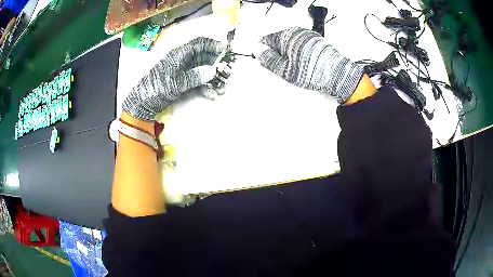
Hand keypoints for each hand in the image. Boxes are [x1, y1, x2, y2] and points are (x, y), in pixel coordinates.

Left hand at [123, 37, 226, 120]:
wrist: (141, 104)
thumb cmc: (156, 89)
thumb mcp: (175, 82)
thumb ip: (194, 76)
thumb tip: (212, 71)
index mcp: (179, 55)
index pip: (199, 44)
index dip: (213, 45)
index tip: (226, 50)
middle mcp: (182, 61)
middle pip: (203, 57)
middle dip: (216, 65)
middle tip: (227, 73)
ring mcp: (182, 73)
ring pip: (201, 71)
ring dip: (212, 79)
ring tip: (222, 88)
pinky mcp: (181, 84)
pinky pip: (196, 82)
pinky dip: (205, 88)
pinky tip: (212, 94)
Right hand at [258, 27, 364, 102]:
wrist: (339, 76)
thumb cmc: (314, 72)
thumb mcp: (285, 70)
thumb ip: (269, 60)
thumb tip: (258, 52)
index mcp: (287, 35)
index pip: (266, 40)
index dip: (264, 53)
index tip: (267, 63)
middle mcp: (298, 32)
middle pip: (278, 42)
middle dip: (278, 55)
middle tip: (285, 69)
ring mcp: (308, 36)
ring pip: (290, 45)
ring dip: (290, 56)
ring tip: (298, 69)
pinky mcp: (316, 42)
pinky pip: (301, 47)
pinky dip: (300, 56)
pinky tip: (306, 66)